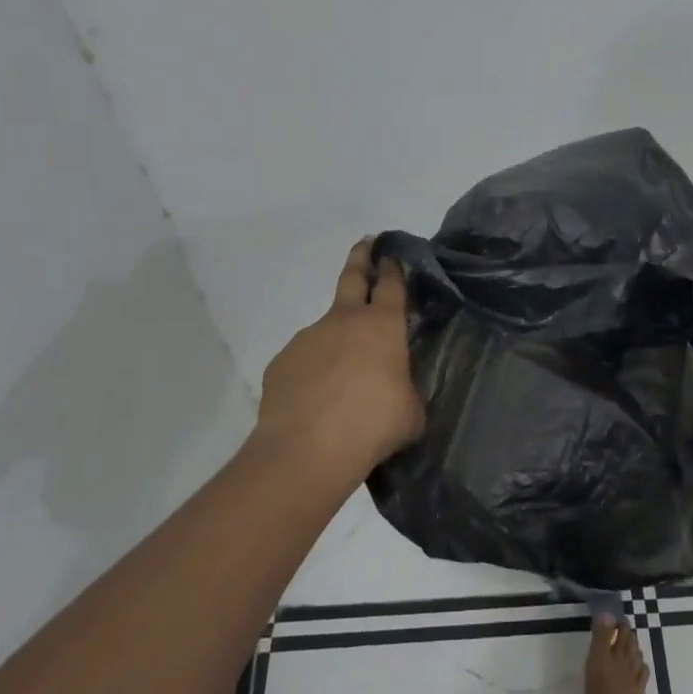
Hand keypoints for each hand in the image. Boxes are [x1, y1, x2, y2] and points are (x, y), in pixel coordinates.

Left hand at [254, 239, 424, 483]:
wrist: (306, 450)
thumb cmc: (372, 425)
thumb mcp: (409, 412)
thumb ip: (405, 390)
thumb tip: (397, 392)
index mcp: (382, 326)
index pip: (391, 285)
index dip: (393, 267)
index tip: (391, 255)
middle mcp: (344, 321)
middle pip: (353, 277)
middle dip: (361, 257)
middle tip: (365, 243)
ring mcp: (308, 338)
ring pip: (326, 329)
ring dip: (336, 340)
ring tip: (342, 377)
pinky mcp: (282, 362)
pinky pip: (304, 361)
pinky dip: (312, 372)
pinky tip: (316, 400)